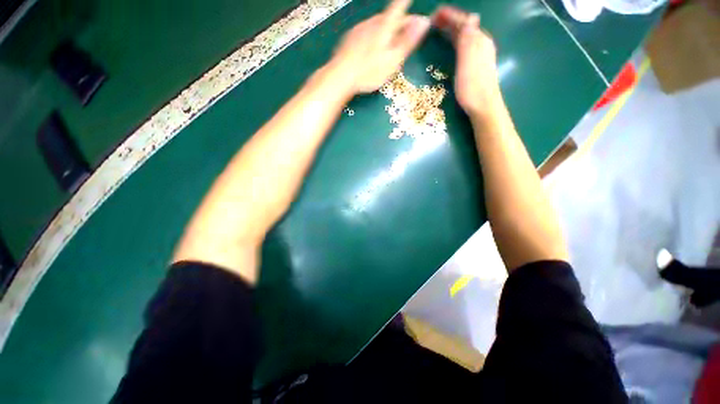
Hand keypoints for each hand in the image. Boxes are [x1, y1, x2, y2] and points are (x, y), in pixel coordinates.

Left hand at [328, 0, 429, 94]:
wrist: (341, 76)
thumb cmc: (369, 71)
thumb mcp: (393, 59)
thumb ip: (408, 41)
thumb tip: (424, 21)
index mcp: (385, 27)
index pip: (399, 8)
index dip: (406, 3)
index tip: (410, 0)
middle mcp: (371, 23)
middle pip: (389, 18)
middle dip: (399, 22)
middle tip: (407, 31)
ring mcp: (359, 30)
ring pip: (376, 25)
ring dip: (386, 29)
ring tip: (390, 40)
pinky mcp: (350, 39)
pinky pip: (366, 32)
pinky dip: (373, 36)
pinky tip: (372, 47)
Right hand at [431, 6, 501, 120]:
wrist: (484, 106)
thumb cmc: (472, 86)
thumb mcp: (468, 61)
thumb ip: (468, 38)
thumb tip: (469, 17)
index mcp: (479, 40)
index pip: (463, 21)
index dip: (450, 16)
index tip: (434, 14)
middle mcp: (482, 43)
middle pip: (465, 27)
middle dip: (450, 21)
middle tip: (433, 21)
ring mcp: (481, 54)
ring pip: (466, 36)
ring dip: (453, 30)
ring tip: (440, 29)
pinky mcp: (477, 65)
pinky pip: (466, 45)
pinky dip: (456, 40)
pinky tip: (452, 44)